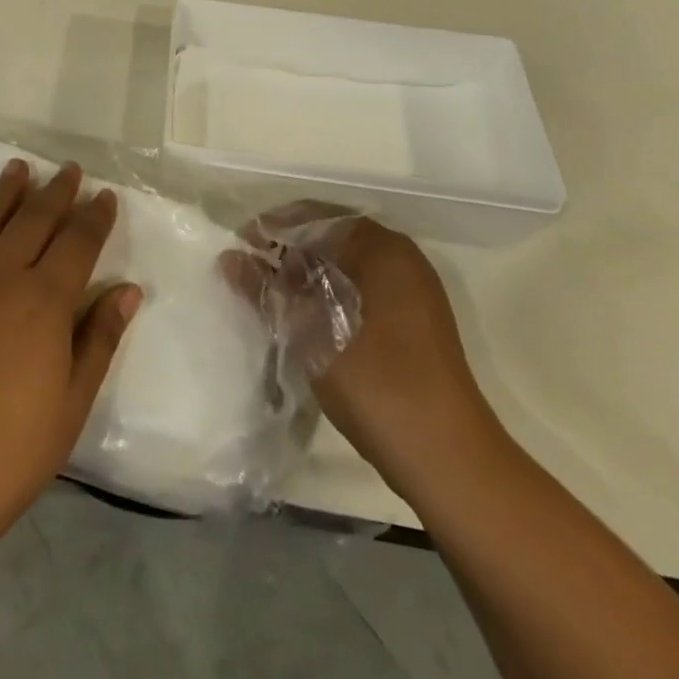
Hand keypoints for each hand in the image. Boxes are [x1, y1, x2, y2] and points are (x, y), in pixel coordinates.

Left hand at [0, 159, 142, 556]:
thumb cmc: (8, 454)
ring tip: (18, 167)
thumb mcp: (71, 404)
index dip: (94, 217)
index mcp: (43, 303)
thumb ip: (99, 340)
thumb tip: (127, 289)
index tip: (105, 195)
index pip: (77, 244)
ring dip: (3, 193)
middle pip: (33, 223)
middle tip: (69, 170)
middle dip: (55, 193)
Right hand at [224, 202, 501, 496]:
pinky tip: (302, 320)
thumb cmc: (377, 385)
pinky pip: (360, 290)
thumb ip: (267, 291)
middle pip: (330, 237)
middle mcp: (402, 259)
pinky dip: (328, 296)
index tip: (239, 250)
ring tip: (268, 297)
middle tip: (247, 275)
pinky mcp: (412, 324)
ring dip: (305, 276)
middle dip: (286, 253)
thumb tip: (230, 259)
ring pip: (345, 266)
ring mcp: (412, 293)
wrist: (449, 462)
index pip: (315, 216)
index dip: (272, 229)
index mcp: (383, 249)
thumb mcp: (310, 333)